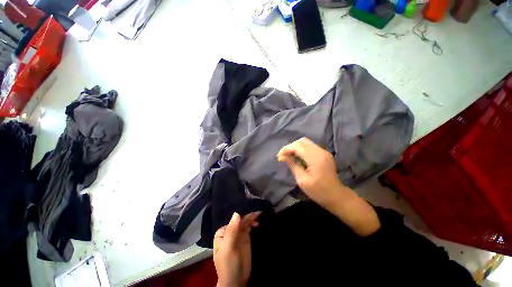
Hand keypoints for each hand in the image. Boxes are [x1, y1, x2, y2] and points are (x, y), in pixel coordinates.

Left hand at [213, 212, 259, 286]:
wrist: (236, 281)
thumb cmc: (228, 265)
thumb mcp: (228, 248)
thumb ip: (232, 231)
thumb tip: (236, 213)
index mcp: (223, 232)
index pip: (233, 220)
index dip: (242, 214)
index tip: (250, 208)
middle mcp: (230, 231)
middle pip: (240, 220)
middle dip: (248, 215)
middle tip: (258, 211)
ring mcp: (238, 234)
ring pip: (245, 222)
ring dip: (252, 218)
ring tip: (259, 213)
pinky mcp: (245, 238)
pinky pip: (249, 227)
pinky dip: (253, 223)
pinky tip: (257, 221)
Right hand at [276, 137, 343, 206]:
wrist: (336, 196)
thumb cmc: (318, 191)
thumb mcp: (302, 180)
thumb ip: (293, 165)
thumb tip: (282, 157)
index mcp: (316, 158)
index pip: (298, 146)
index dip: (286, 149)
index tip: (279, 156)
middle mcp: (320, 151)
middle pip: (302, 141)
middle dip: (290, 147)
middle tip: (283, 156)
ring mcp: (324, 152)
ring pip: (306, 142)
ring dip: (295, 147)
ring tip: (289, 155)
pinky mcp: (324, 154)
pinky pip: (310, 146)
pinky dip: (301, 149)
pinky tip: (297, 156)